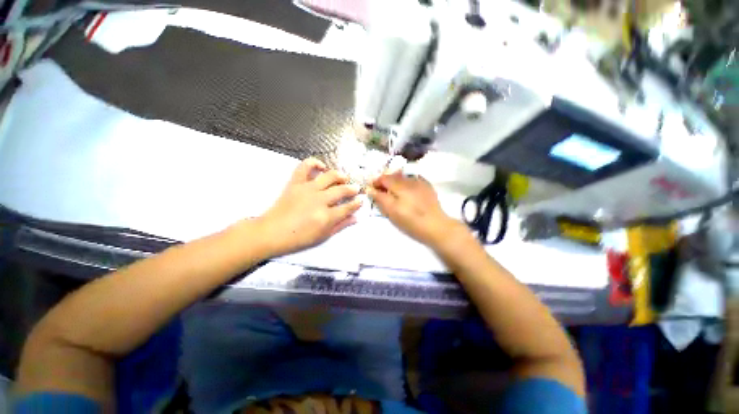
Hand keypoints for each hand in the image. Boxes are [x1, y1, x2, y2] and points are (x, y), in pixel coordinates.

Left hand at [256, 158, 362, 255]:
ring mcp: (307, 189)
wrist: (271, 232)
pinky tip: (322, 166)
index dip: (357, 203)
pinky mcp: (295, 183)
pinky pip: (305, 167)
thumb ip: (341, 226)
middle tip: (356, 188)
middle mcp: (319, 200)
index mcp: (326, 217)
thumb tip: (356, 218)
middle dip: (352, 189)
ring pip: (329, 176)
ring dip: (340, 176)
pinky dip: (314, 162)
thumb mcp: (323, 236)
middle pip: (341, 190)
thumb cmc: (298, 238)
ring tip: (344, 178)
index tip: (361, 200)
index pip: (347, 207)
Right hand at [367, 172, 464, 247]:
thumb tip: (370, 189)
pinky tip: (407, 193)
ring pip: (403, 178)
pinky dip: (406, 184)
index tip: (372, 190)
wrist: (436, 226)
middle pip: (393, 176)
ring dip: (396, 183)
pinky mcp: (427, 187)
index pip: (384, 178)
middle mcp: (410, 180)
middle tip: (382, 193)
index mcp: (400, 185)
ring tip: (394, 193)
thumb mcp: (392, 212)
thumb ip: (380, 198)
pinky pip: (413, 181)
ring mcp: (420, 182)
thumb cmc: (411, 221)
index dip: (376, 182)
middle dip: (385, 182)